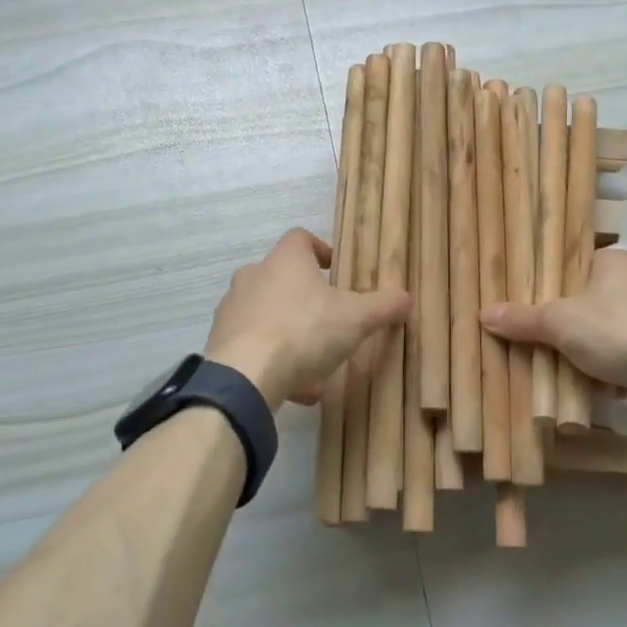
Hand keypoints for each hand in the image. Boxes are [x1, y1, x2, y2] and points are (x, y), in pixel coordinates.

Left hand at [205, 228, 410, 409]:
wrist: (245, 375)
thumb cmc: (305, 331)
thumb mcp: (357, 318)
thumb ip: (384, 306)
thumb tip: (406, 297)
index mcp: (285, 260)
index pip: (300, 238)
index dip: (319, 250)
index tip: (335, 270)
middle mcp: (253, 276)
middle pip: (282, 278)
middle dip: (306, 299)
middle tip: (329, 321)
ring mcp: (232, 309)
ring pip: (267, 316)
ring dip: (290, 335)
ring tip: (315, 367)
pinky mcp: (220, 342)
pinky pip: (253, 345)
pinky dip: (273, 360)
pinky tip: (294, 388)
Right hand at [479, 247, 626, 399]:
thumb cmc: (619, 330)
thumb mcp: (560, 322)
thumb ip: (523, 319)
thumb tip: (483, 313)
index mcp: (613, 260)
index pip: (571, 266)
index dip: (547, 286)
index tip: (526, 307)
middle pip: (586, 301)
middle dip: (564, 325)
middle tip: (535, 340)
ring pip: (606, 331)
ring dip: (586, 350)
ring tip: (557, 367)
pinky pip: (625, 355)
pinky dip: (609, 369)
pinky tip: (591, 386)